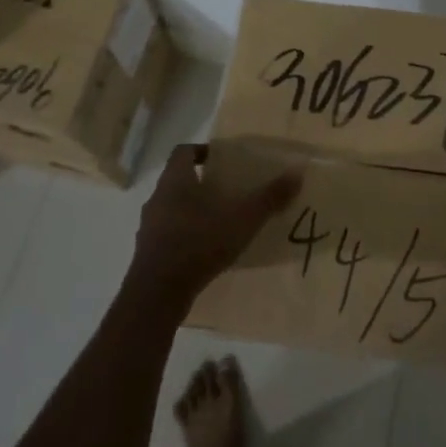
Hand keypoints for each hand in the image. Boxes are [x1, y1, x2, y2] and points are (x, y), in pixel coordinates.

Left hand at [127, 144, 300, 308]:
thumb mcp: (242, 219)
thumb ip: (269, 197)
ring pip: (173, 208)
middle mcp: (158, 198)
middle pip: (180, 180)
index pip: (183, 152)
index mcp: (175, 181)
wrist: (157, 295)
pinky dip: (187, 236)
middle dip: (204, 184)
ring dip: (195, 211)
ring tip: (222, 222)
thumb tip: (297, 172)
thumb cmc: (198, 244)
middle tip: (231, 191)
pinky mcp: (148, 253)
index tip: (224, 160)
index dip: (203, 151)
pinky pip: (169, 234)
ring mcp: (149, 227)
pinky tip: (207, 250)